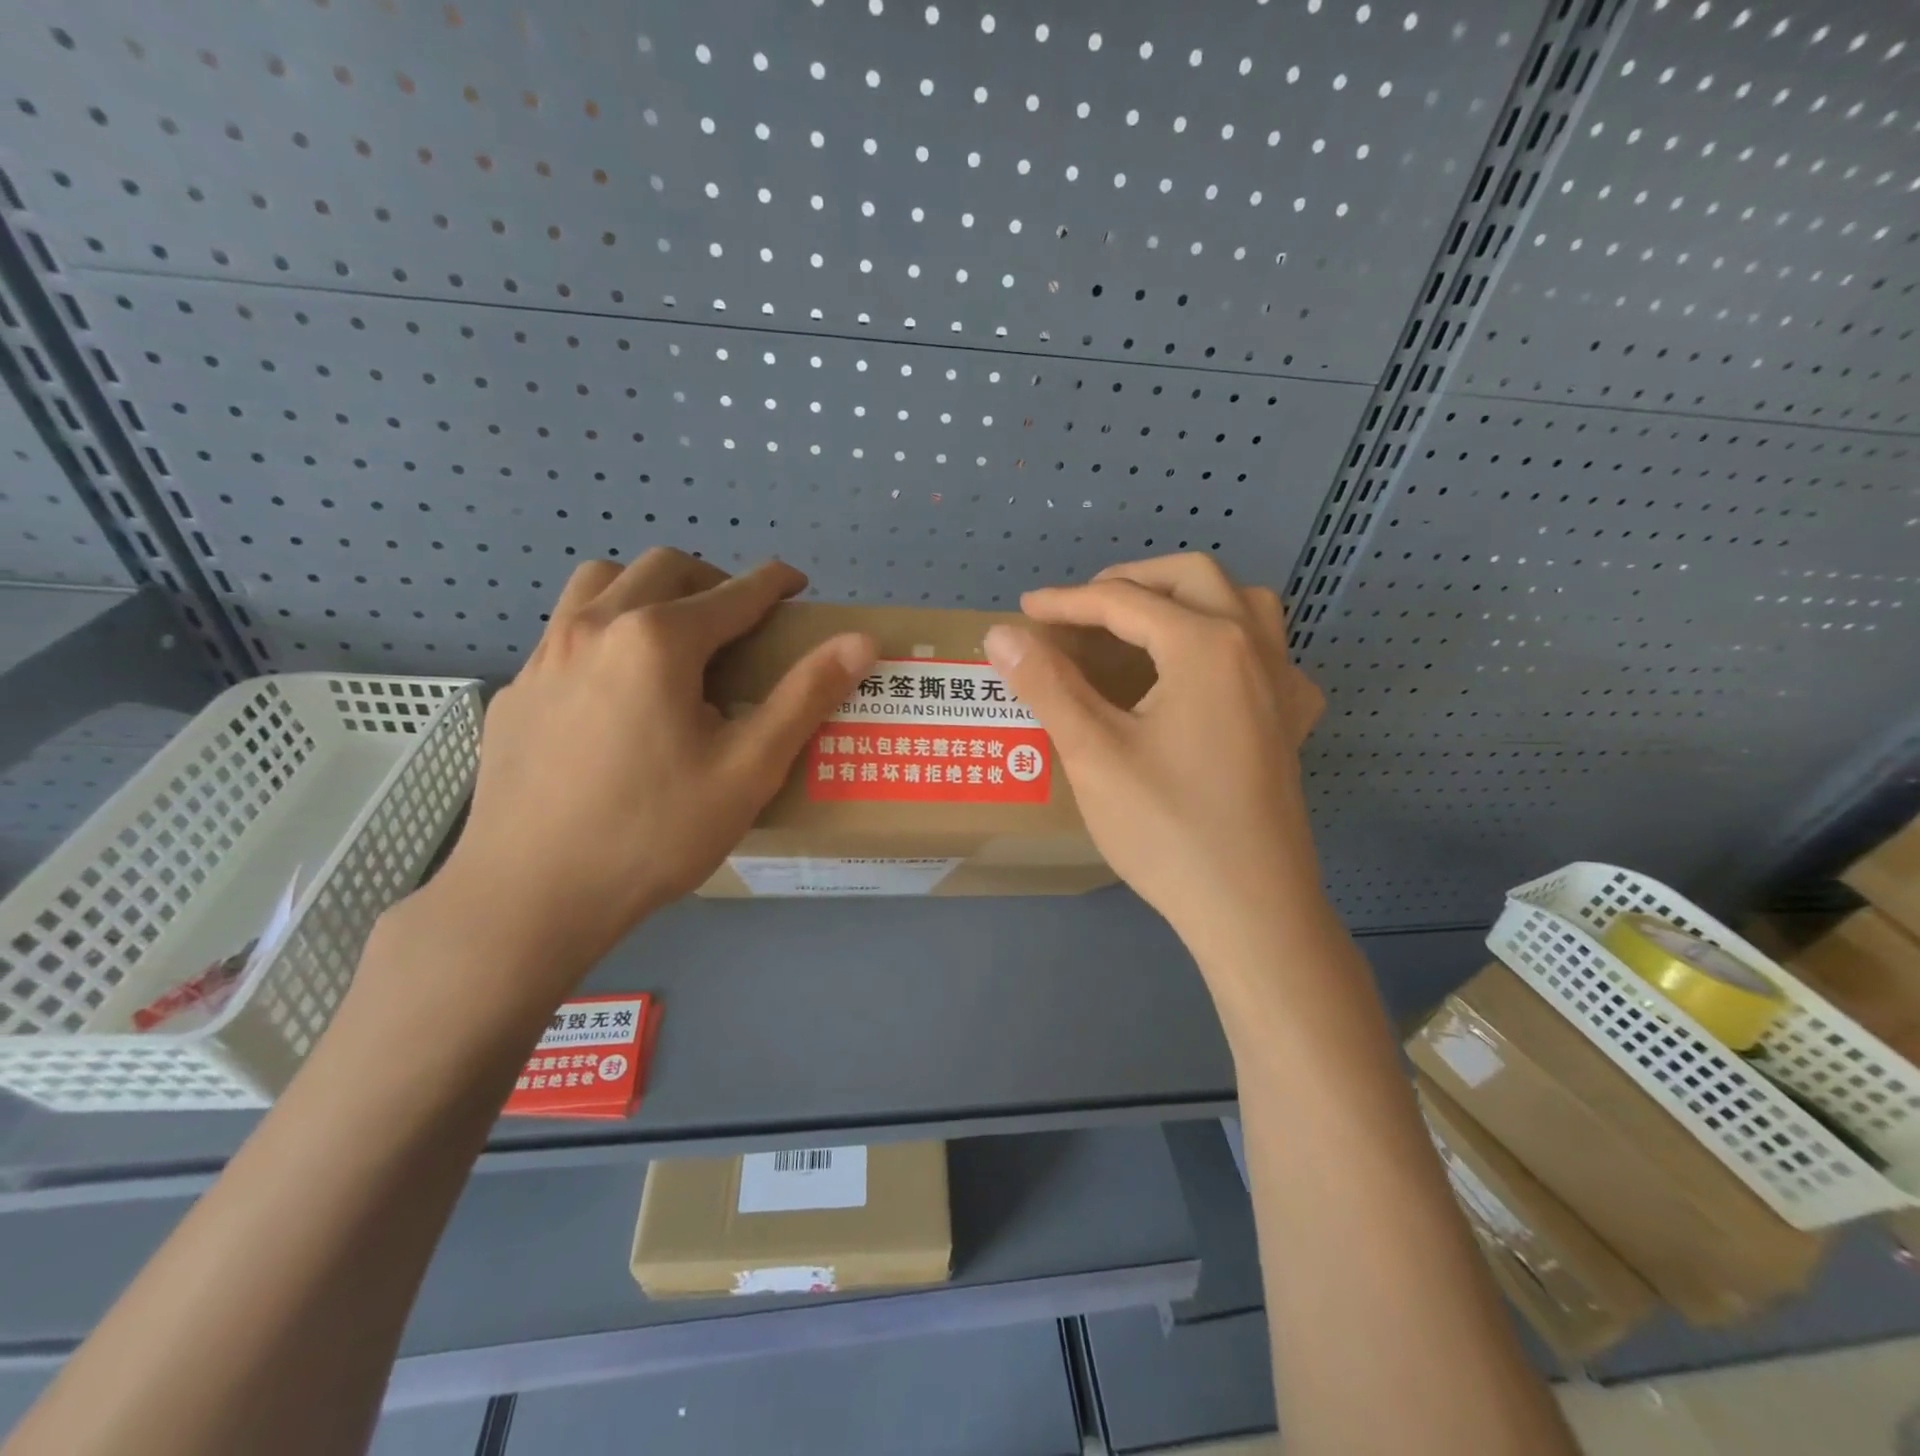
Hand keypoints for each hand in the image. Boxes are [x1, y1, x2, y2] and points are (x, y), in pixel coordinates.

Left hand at [402, 550, 873, 1011]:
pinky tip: (615, 694)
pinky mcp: (516, 691)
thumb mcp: (749, 769)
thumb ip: (805, 696)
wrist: (530, 897)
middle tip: (741, 622)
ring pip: (600, 583)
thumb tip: (860, 641)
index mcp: (658, 640)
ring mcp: (544, 656)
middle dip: (713, 580)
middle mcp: (595, 627)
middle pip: (664, 567)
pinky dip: (604, 633)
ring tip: (673, 640)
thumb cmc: (654, 833)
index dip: (775, 583)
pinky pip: (564, 632)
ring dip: (648, 590)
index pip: (734, 592)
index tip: (798, 585)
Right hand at [983, 553, 1325, 951]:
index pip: (1124, 601)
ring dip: (1188, 597)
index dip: (1068, 602)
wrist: (1252, 910)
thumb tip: (1002, 634)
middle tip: (1081, 607)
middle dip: (1131, 581)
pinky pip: (1268, 653)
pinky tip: (1205, 676)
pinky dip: (1230, 641)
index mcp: (1206, 645)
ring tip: (1143, 623)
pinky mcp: (1291, 722)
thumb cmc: (1167, 830)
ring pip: (1241, 604)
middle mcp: (1255, 648)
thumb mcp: (1094, 754)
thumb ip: (1047, 685)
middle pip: (1193, 578)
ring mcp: (1284, 685)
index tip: (1025, 611)